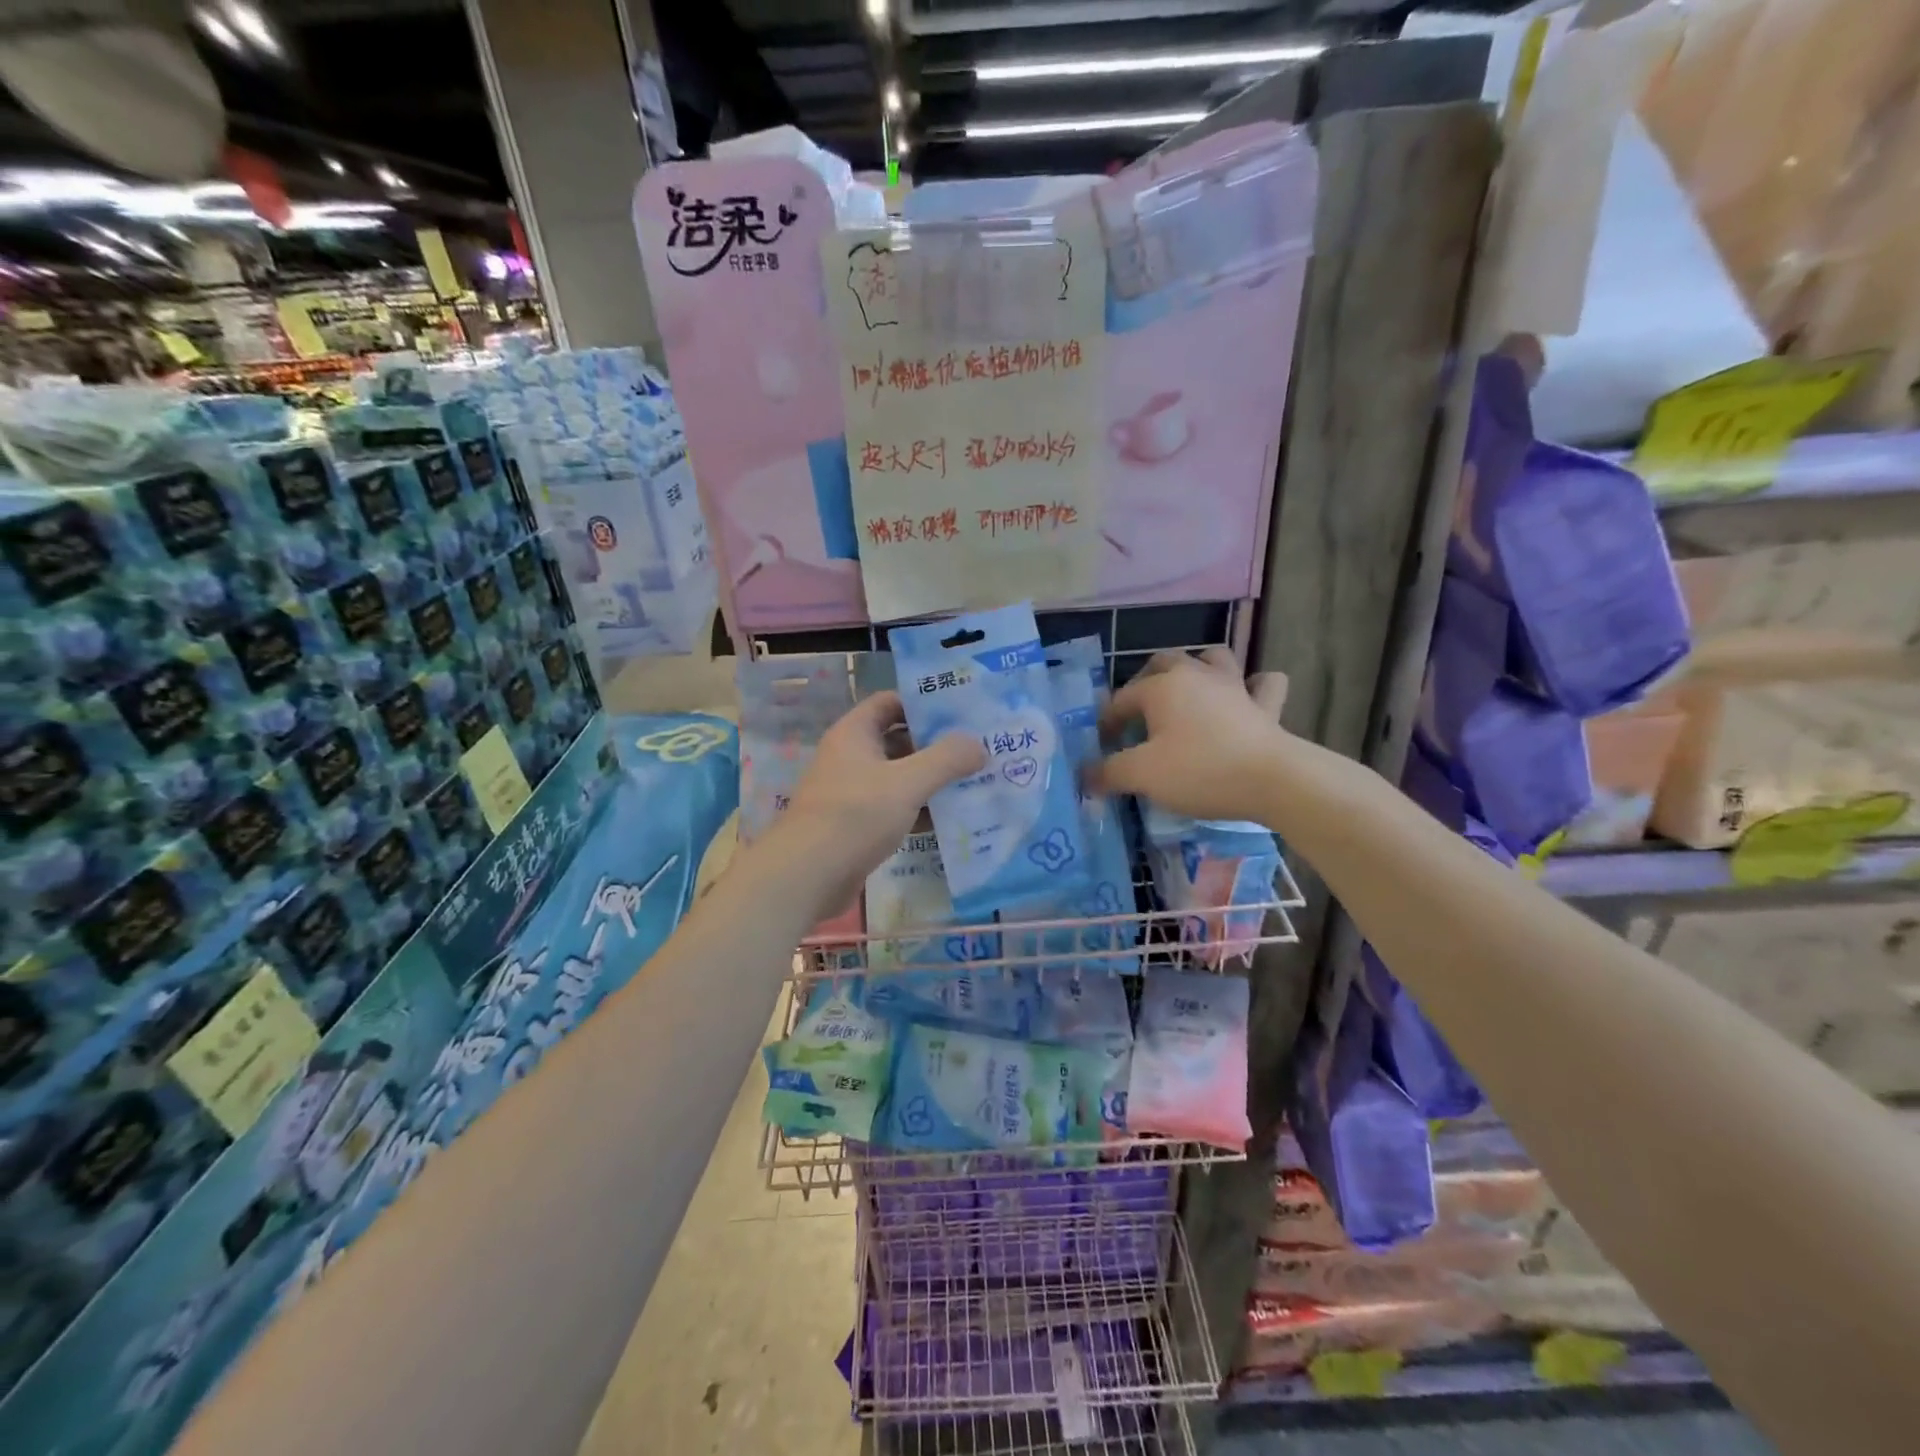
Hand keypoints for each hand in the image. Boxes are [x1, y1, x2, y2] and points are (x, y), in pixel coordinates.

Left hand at [776, 691, 985, 910]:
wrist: (808, 874)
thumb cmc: (855, 815)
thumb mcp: (907, 782)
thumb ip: (946, 760)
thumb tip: (979, 746)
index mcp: (855, 733)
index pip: (891, 702)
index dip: (924, 703)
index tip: (961, 712)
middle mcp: (851, 756)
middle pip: (899, 740)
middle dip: (936, 745)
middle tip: (977, 749)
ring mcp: (852, 791)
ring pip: (899, 777)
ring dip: (931, 780)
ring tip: (974, 782)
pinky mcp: (856, 824)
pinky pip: (894, 808)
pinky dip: (919, 810)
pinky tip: (950, 819)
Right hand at [1089, 649, 1290, 820]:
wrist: (1273, 780)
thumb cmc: (1200, 771)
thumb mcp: (1143, 775)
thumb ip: (1109, 772)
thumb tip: (1085, 775)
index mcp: (1161, 687)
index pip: (1121, 700)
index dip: (1106, 724)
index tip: (1101, 751)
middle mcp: (1195, 675)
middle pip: (1163, 662)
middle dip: (1145, 682)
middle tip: (1139, 714)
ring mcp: (1234, 686)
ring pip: (1213, 659)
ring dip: (1199, 668)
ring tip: (1189, 692)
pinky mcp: (1266, 706)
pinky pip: (1263, 684)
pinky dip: (1254, 687)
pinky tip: (1247, 698)